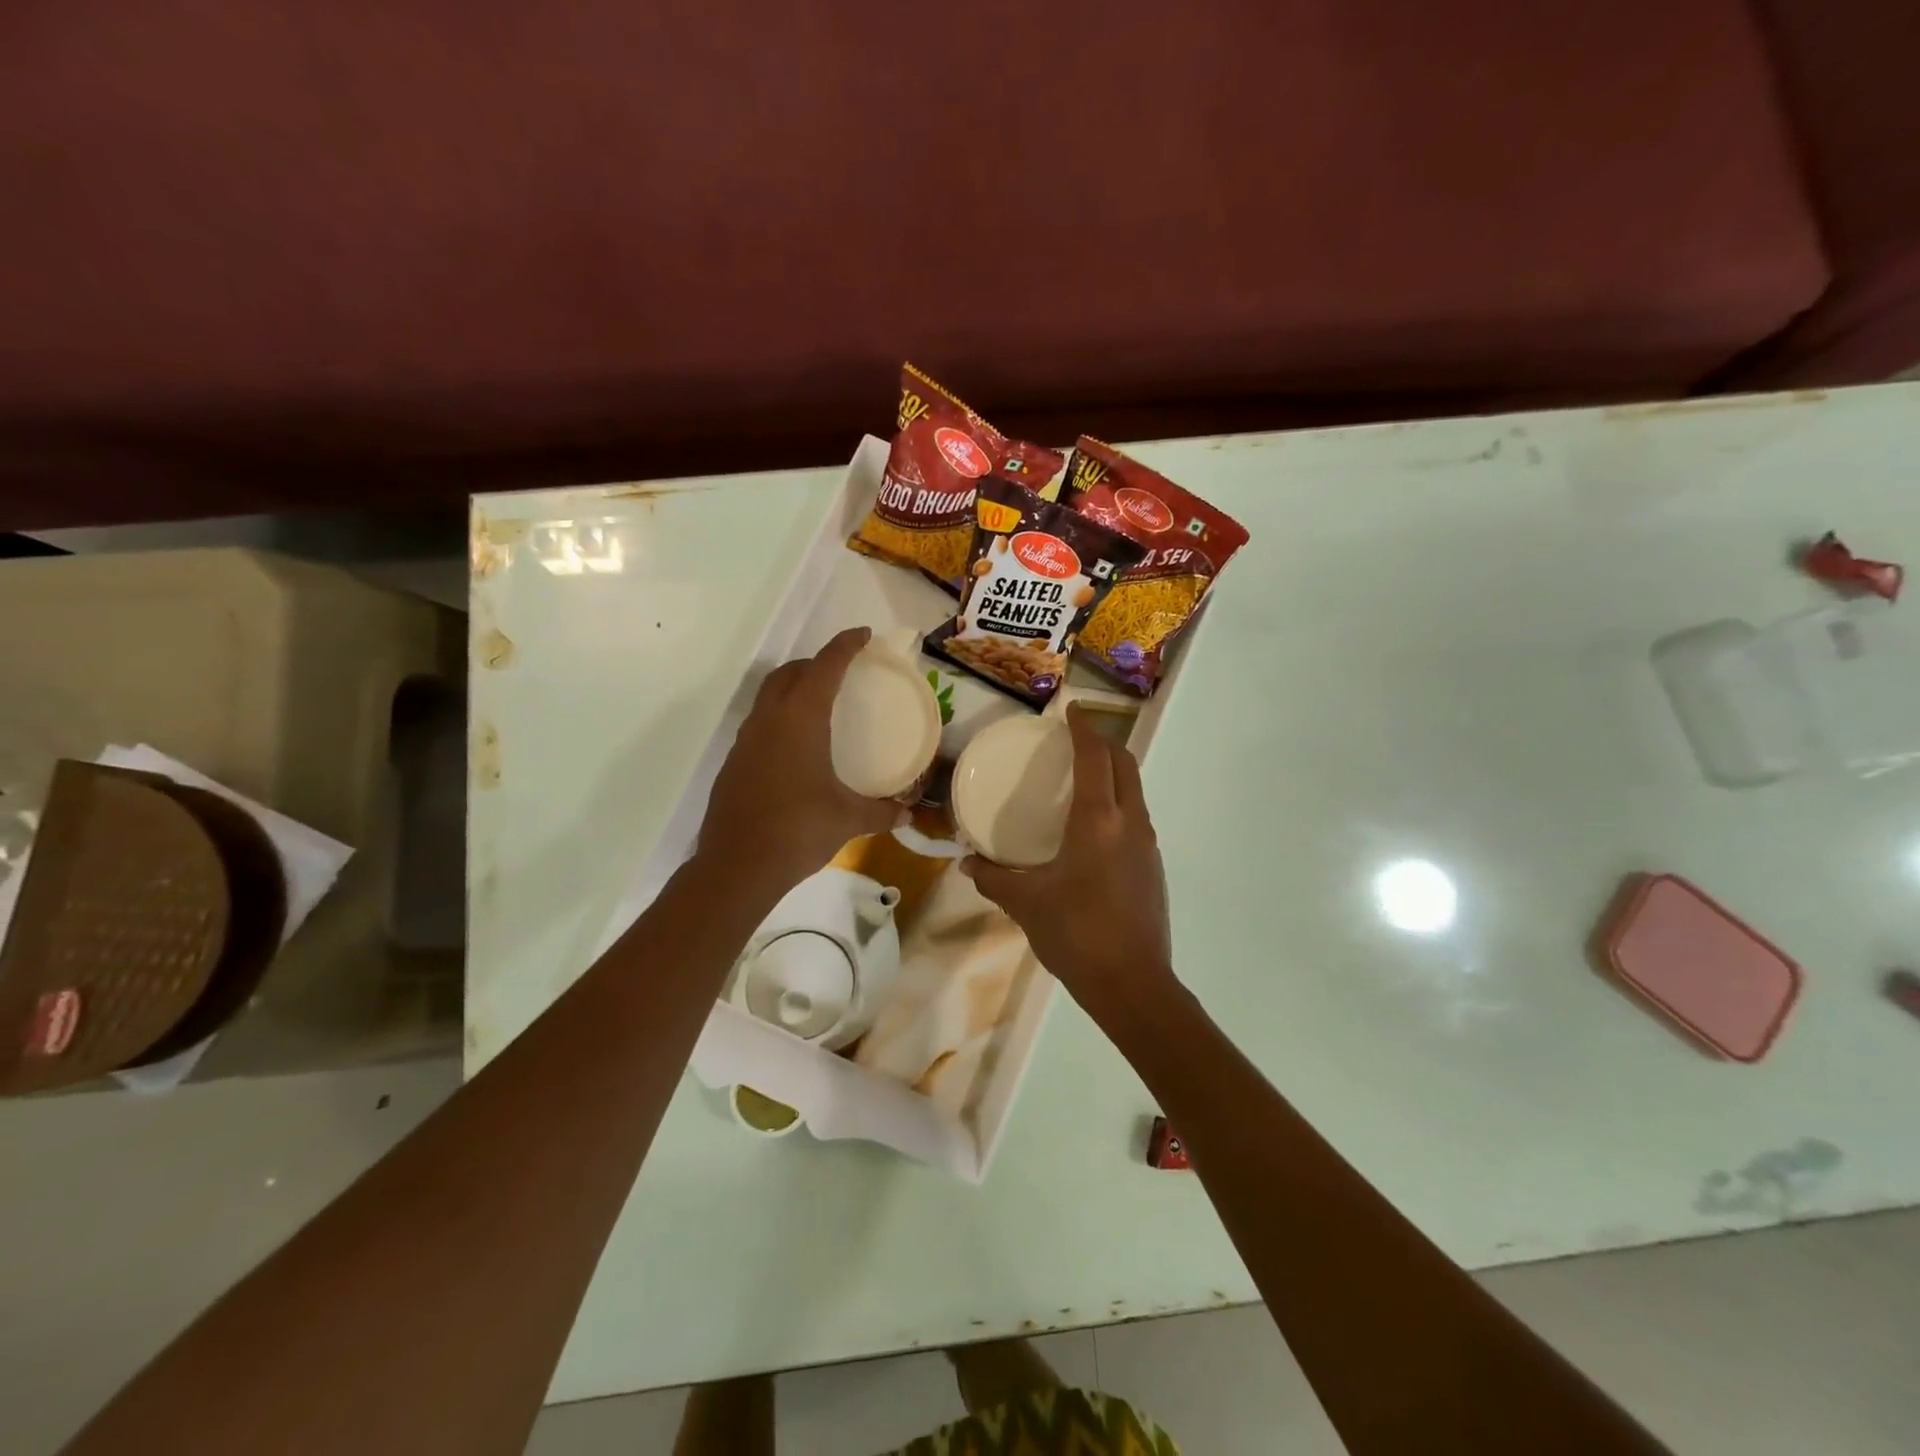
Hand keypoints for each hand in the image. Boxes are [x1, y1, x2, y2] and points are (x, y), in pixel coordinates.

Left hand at [698, 627, 900, 893]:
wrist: (737, 866)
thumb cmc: (798, 830)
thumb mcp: (848, 819)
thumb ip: (881, 812)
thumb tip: (908, 815)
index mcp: (800, 720)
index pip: (825, 667)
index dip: (845, 646)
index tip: (862, 635)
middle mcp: (769, 720)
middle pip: (789, 673)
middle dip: (815, 663)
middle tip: (840, 671)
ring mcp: (746, 741)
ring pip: (768, 697)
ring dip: (792, 688)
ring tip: (818, 704)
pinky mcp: (734, 763)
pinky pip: (759, 724)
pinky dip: (779, 718)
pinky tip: (795, 747)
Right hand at [961, 705, 1174, 1010]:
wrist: (1132, 984)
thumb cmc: (1076, 934)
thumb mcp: (1026, 903)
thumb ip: (993, 877)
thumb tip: (966, 862)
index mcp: (1098, 820)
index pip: (1096, 757)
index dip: (1084, 729)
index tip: (1072, 711)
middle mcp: (1130, 822)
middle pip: (1125, 764)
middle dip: (1104, 743)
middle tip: (1076, 739)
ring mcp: (1147, 845)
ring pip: (1135, 790)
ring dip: (1115, 772)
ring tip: (1083, 777)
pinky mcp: (1153, 867)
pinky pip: (1136, 816)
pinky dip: (1119, 801)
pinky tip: (1094, 826)